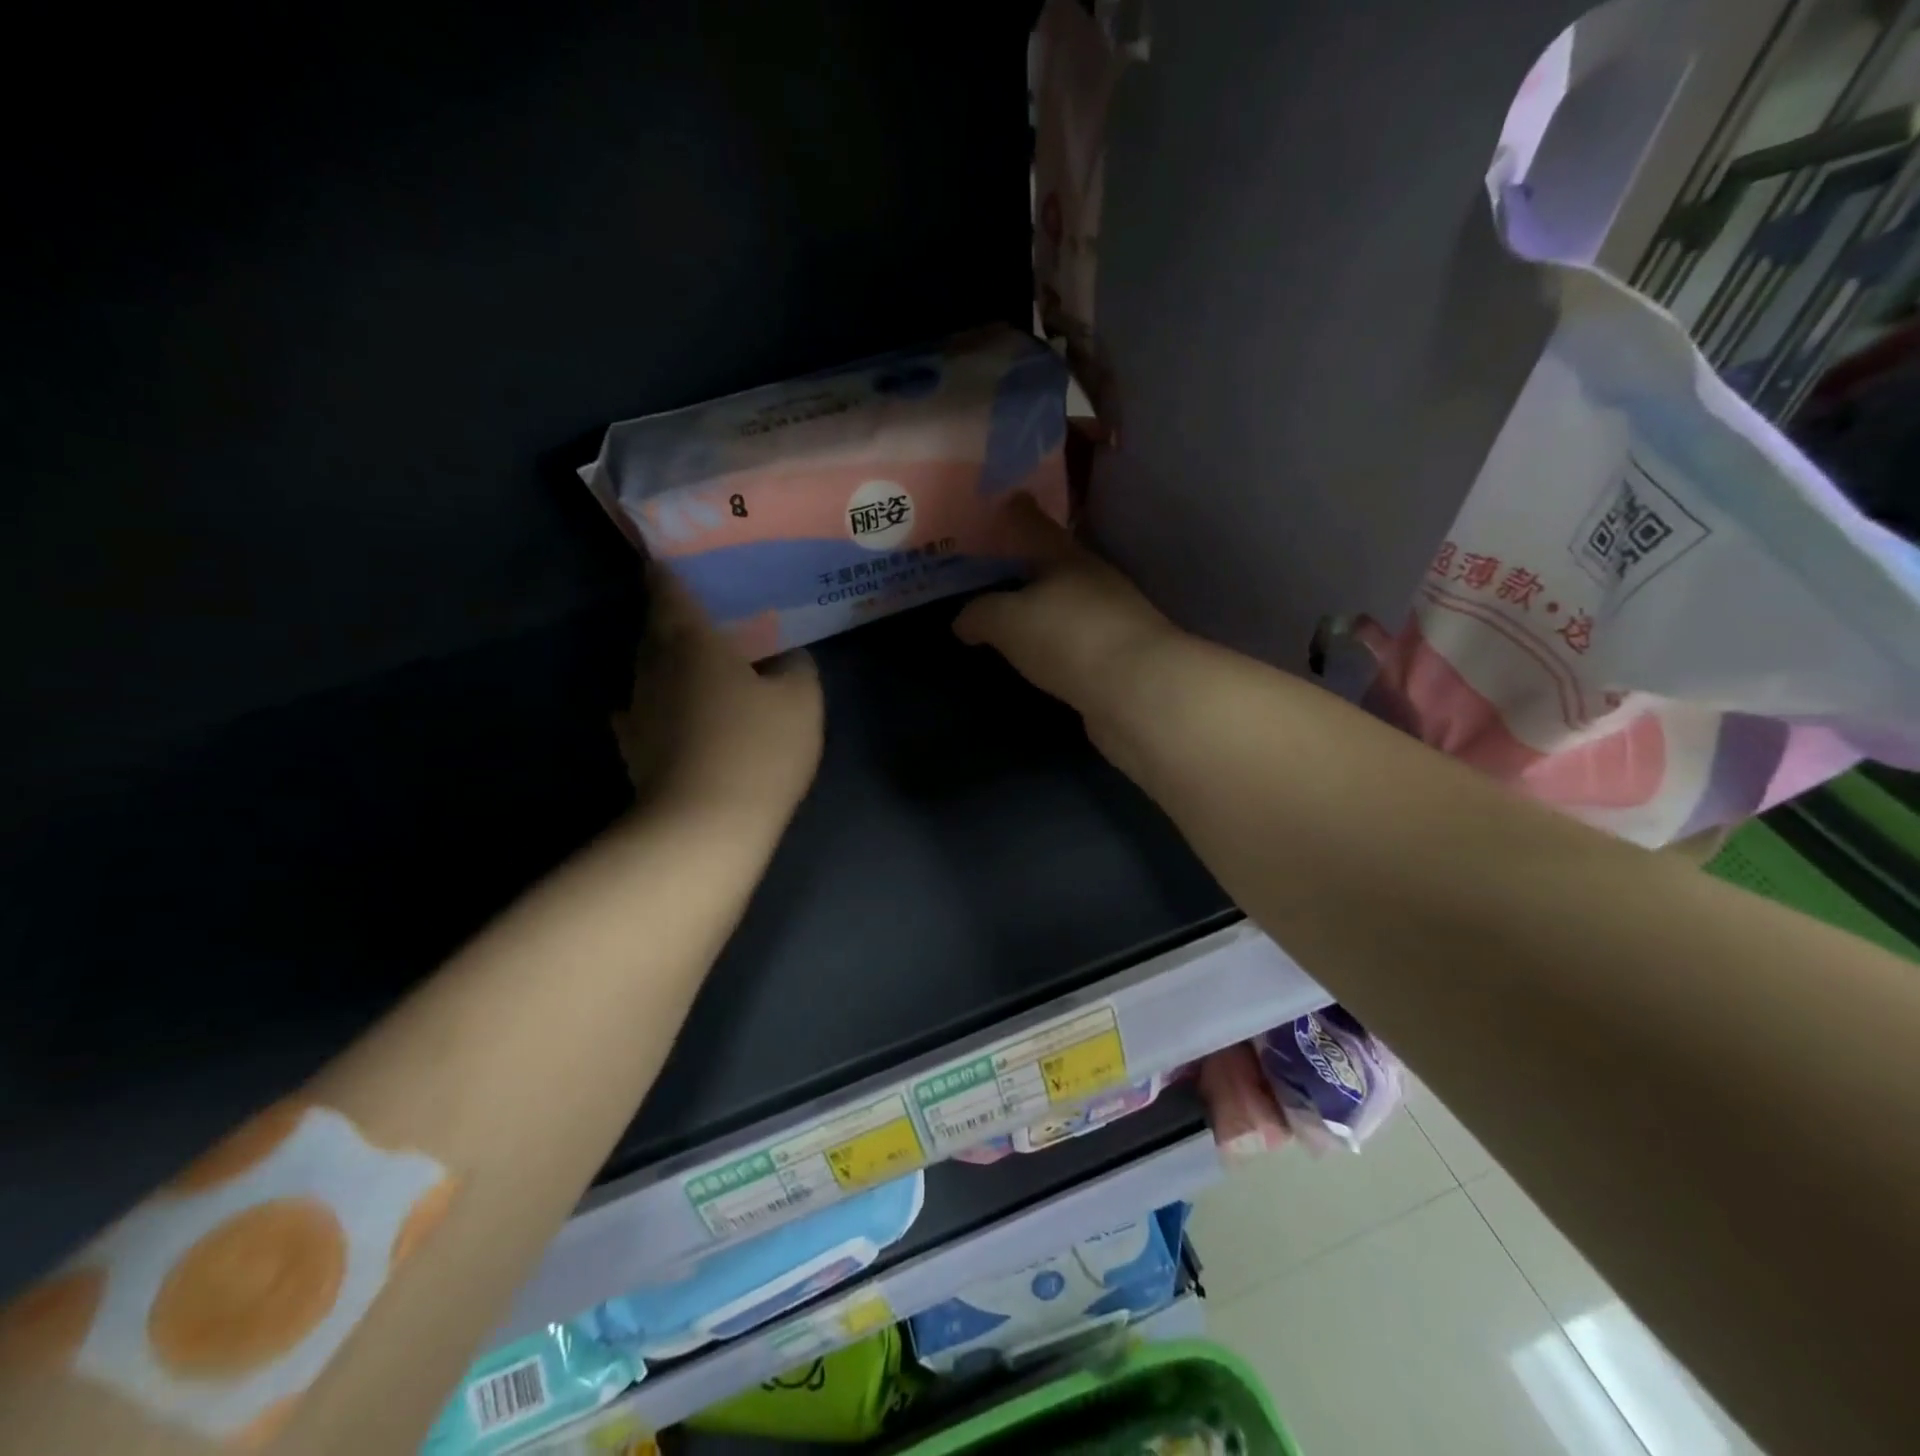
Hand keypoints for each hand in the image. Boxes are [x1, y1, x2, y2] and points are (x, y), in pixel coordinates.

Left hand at [614, 570, 823, 816]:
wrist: (705, 826)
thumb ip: (796, 667)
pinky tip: (675, 713)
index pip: (670, 590)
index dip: (672, 571)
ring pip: (649, 670)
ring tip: (700, 663)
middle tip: (708, 615)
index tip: (680, 560)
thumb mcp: (801, 701)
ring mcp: (638, 709)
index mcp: (692, 642)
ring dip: (669, 662)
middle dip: (675, 617)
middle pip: (656, 629)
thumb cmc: (758, 748)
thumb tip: (787, 656)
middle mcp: (654, 667)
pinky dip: (660, 705)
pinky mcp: (634, 749)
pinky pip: (645, 711)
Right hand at [954, 495, 1182, 725]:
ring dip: (1044, 608)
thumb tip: (963, 621)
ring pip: (1068, 605)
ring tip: (1012, 617)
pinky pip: (1076, 641)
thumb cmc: (1067, 638)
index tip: (1006, 499)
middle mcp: (1095, 581)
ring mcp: (1112, 620)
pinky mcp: (1119, 658)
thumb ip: (980, 614)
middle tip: (995, 569)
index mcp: (1068, 557)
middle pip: (1056, 564)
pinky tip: (1040, 656)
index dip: (1016, 511)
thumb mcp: (1006, 621)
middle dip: (1028, 565)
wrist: (1138, 692)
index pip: (1034, 525)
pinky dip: (1056, 643)